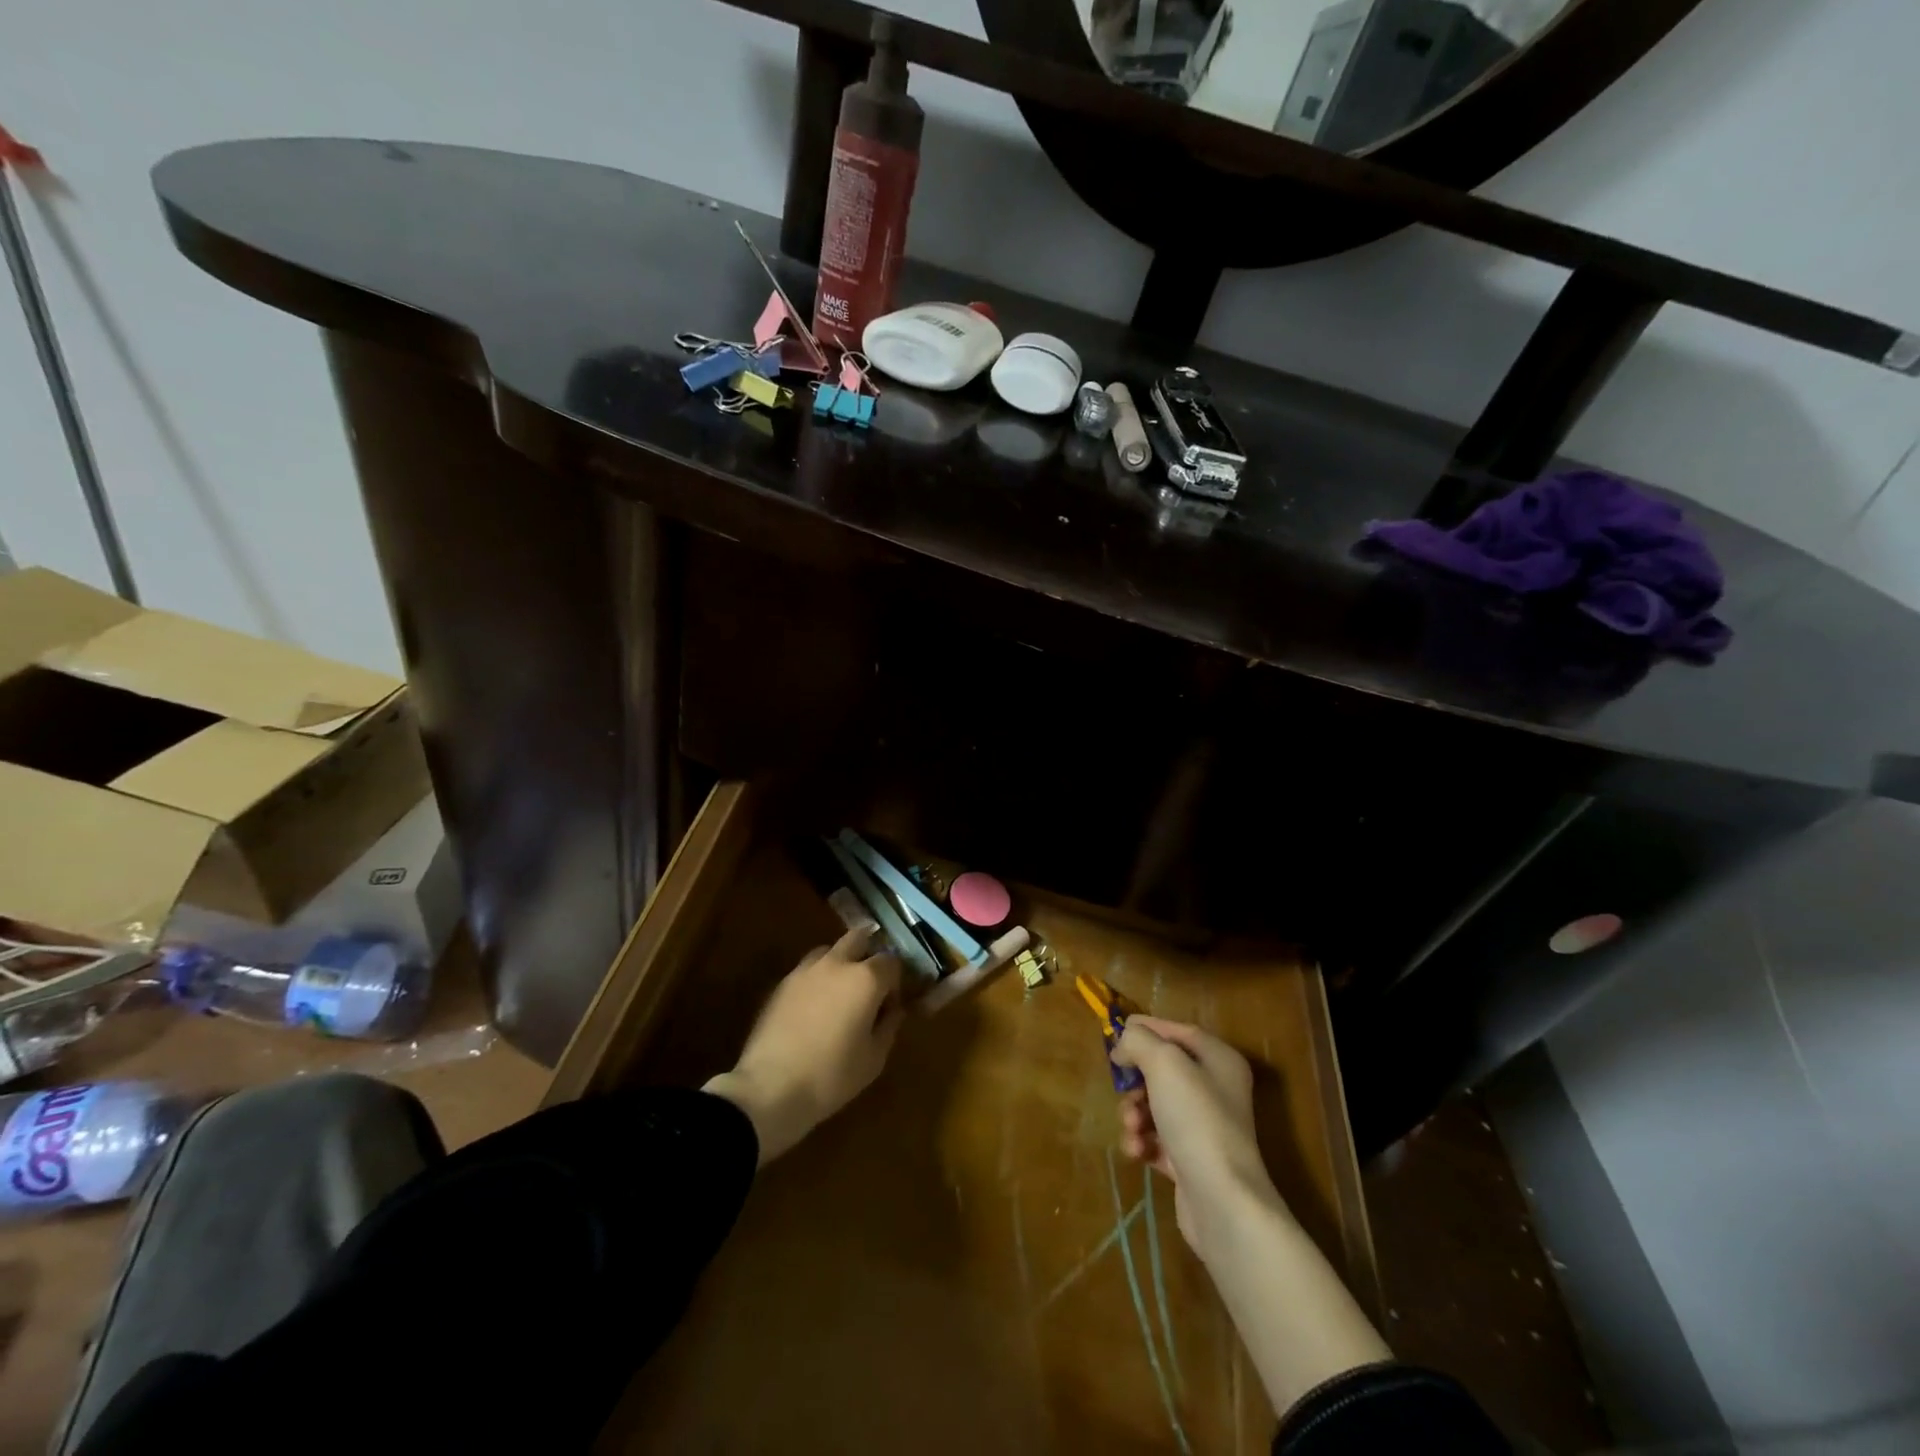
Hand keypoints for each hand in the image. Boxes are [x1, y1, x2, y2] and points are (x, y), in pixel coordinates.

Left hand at [704, 926, 903, 1164]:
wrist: (770, 1089)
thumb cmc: (832, 1076)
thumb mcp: (874, 1058)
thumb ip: (889, 1026)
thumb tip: (893, 1010)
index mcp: (866, 978)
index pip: (892, 961)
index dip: (896, 981)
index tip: (891, 1005)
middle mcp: (837, 963)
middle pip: (859, 938)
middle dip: (869, 953)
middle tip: (870, 983)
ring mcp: (805, 970)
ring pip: (830, 950)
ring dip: (841, 962)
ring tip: (840, 993)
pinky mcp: (782, 983)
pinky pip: (808, 969)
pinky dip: (818, 978)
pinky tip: (815, 1007)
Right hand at [1113, 1016, 1285, 1256]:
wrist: (1222, 1201)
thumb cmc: (1197, 1119)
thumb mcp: (1164, 1063)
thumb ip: (1138, 1041)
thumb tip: (1123, 1044)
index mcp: (1219, 1059)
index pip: (1178, 1031)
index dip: (1147, 1028)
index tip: (1116, 1034)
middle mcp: (1216, 1089)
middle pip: (1162, 1070)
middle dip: (1135, 1081)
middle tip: (1123, 1090)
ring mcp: (1204, 1127)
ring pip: (1154, 1105)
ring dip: (1134, 1113)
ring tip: (1132, 1127)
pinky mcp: (1190, 1160)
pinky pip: (1156, 1139)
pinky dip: (1142, 1141)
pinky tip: (1138, 1151)